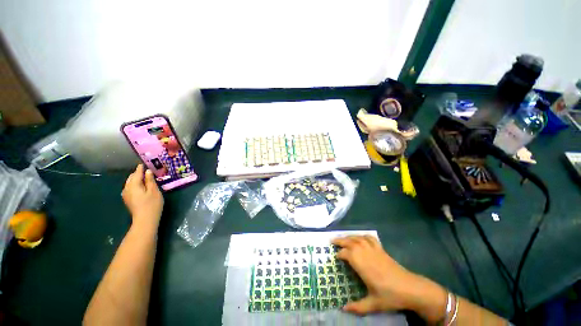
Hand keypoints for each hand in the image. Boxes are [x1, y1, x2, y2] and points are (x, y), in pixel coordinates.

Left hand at [122, 164, 163, 228]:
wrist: (145, 219)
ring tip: (143, 177)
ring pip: (129, 183)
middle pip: (131, 178)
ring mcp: (126, 195)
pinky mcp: (128, 200)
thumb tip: (147, 171)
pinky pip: (129, 188)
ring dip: (135, 179)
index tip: (143, 163)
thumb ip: (150, 180)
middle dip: (137, 173)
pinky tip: (139, 186)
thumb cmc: (152, 204)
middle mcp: (127, 188)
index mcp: (134, 185)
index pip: (136, 174)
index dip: (140, 168)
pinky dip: (134, 184)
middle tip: (145, 171)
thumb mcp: (154, 191)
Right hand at [332, 236, 446, 319]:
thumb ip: (358, 307)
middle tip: (332, 240)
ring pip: (358, 238)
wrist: (411, 289)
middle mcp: (366, 254)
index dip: (339, 254)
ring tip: (343, 237)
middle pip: (350, 242)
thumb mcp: (374, 304)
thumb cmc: (391, 296)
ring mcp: (374, 250)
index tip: (335, 256)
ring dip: (349, 236)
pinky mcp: (381, 250)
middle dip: (340, 240)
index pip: (347, 254)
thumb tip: (343, 309)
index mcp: (362, 265)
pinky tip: (360, 237)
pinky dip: (363, 235)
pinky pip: (370, 238)